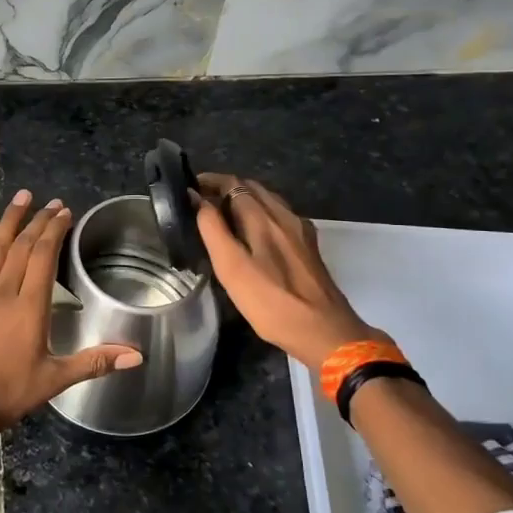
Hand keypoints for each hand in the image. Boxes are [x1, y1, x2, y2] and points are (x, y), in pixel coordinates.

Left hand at [0, 189, 141, 439]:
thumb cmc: (6, 393)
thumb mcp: (54, 380)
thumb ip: (94, 362)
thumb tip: (137, 355)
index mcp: (30, 307)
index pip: (44, 256)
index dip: (55, 230)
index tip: (64, 212)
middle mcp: (3, 291)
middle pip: (23, 246)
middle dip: (38, 220)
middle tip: (50, 202)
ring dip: (10, 220)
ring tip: (21, 197)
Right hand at [194, 173, 382, 371]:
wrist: (324, 331)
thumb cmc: (270, 301)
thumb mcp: (231, 267)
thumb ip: (213, 229)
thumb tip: (197, 198)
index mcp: (263, 217)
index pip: (233, 183)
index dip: (210, 181)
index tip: (188, 188)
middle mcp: (284, 215)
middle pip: (252, 188)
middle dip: (225, 188)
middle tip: (201, 202)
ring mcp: (300, 231)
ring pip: (268, 202)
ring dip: (243, 200)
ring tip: (222, 216)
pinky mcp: (308, 246)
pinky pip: (280, 217)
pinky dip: (260, 214)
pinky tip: (253, 234)